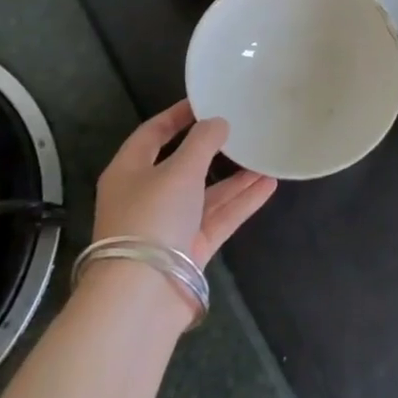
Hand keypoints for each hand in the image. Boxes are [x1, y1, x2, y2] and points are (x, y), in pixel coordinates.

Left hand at [91, 99, 277, 267]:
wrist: (142, 296)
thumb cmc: (152, 218)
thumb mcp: (179, 170)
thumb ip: (202, 142)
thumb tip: (218, 122)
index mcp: (129, 171)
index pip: (152, 133)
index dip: (177, 115)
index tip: (206, 101)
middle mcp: (146, 196)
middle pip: (182, 165)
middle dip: (213, 149)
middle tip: (241, 129)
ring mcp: (168, 226)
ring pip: (205, 194)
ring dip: (234, 178)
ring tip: (265, 156)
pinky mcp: (189, 250)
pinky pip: (217, 218)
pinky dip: (240, 202)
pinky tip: (268, 185)